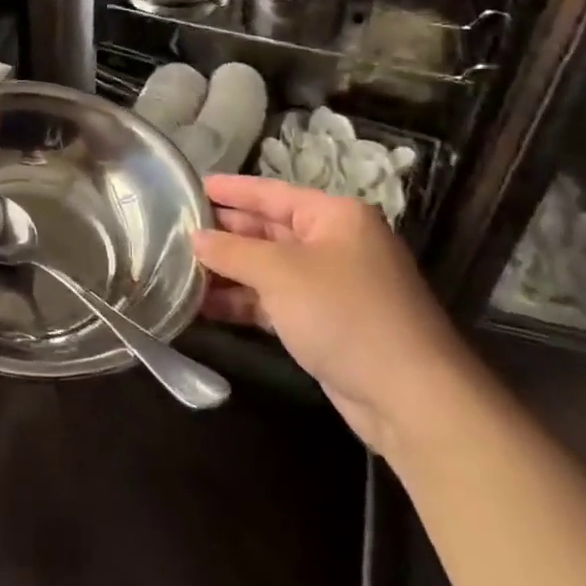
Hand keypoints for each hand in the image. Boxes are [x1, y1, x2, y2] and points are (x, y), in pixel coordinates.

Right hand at [195, 174, 470, 453]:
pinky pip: (273, 301)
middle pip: (267, 229)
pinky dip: (242, 302)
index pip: (271, 192)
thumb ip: (231, 250)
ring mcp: (330, 286)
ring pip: (267, 268)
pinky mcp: (324, 323)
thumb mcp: (280, 273)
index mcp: (334, 216)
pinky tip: (204, 307)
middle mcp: (334, 244)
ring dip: (227, 272)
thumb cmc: (344, 314)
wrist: (411, 399)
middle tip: (174, 230)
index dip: (229, 189)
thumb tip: (194, 237)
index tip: (189, 185)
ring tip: (178, 270)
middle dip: (223, 234)